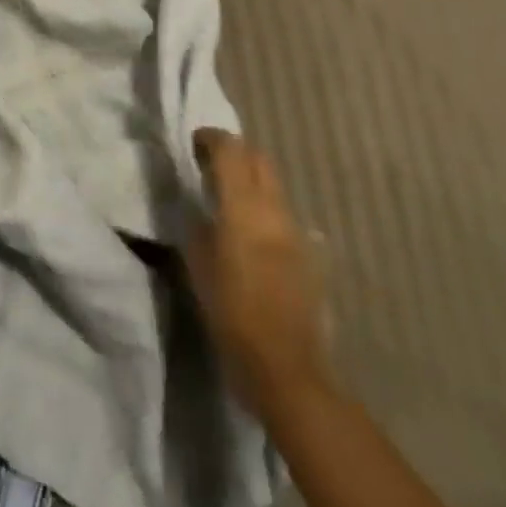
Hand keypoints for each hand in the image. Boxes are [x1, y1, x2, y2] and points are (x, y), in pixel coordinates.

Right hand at [184, 127, 331, 417]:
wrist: (287, 368)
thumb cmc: (232, 316)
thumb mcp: (198, 267)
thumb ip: (196, 226)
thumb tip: (194, 206)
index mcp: (243, 208)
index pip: (231, 150)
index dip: (211, 138)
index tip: (194, 142)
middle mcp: (274, 210)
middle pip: (259, 159)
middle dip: (235, 153)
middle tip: (210, 166)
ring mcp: (298, 231)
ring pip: (274, 185)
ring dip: (252, 180)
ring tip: (229, 199)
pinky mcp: (311, 255)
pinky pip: (285, 216)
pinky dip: (267, 211)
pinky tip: (254, 236)